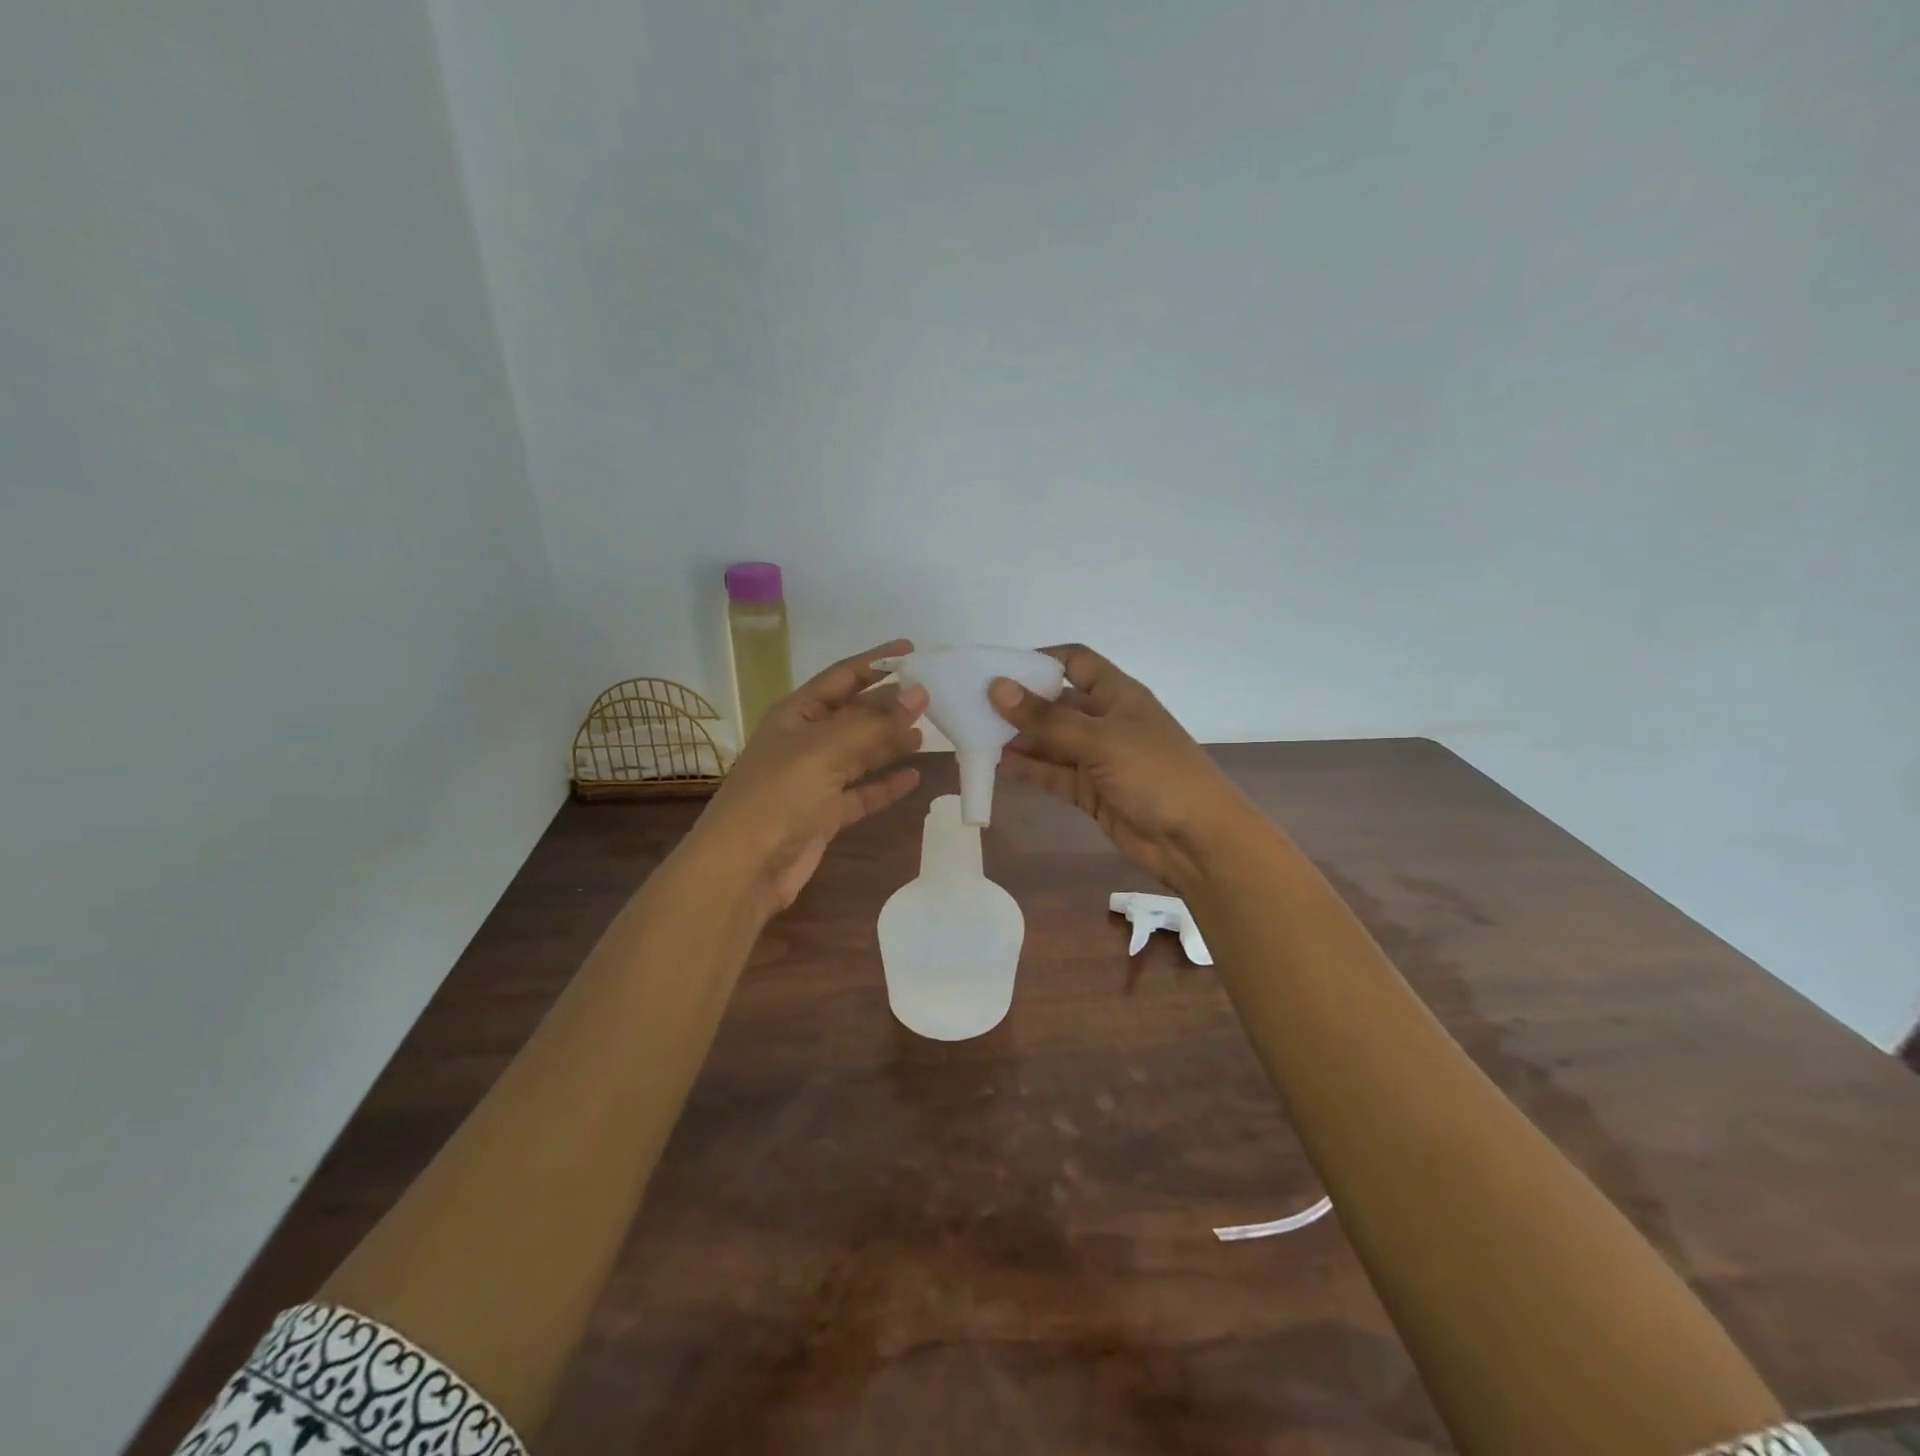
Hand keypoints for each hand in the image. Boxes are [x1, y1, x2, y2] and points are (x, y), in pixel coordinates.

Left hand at [691, 639, 927, 914]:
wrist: (744, 868)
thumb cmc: (779, 795)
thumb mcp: (826, 749)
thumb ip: (875, 722)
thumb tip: (920, 692)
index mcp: (796, 714)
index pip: (842, 677)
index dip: (876, 662)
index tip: (914, 650)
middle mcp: (805, 741)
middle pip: (855, 714)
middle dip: (889, 703)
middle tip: (933, 695)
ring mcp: (815, 779)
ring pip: (861, 753)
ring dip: (890, 742)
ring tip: (928, 732)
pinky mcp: (825, 814)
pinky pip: (862, 792)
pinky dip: (885, 784)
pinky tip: (914, 777)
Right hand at [990, 644, 1256, 891]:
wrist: (1196, 840)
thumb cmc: (1155, 773)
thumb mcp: (1099, 740)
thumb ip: (1047, 719)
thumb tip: (997, 688)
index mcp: (1118, 694)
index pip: (1076, 662)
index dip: (1042, 660)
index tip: (1000, 668)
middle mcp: (1106, 721)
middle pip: (1057, 704)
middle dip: (1021, 704)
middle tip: (974, 706)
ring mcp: (1099, 759)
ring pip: (1052, 742)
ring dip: (1020, 740)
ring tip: (976, 736)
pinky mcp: (1092, 792)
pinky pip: (1055, 775)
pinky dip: (1030, 770)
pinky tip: (999, 766)